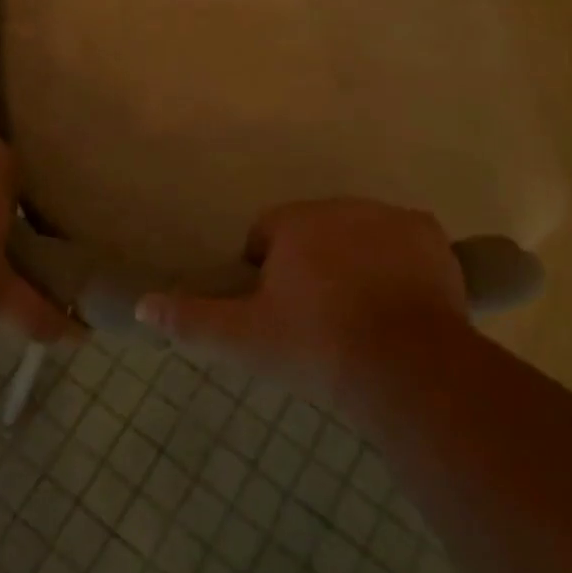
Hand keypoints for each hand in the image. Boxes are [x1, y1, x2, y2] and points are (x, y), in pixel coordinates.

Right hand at [135, 198, 468, 400]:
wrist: (407, 366)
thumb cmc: (318, 346)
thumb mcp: (247, 340)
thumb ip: (193, 319)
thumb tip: (142, 304)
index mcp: (294, 222)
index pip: (266, 234)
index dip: (266, 272)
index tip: (279, 312)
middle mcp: (340, 206)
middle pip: (314, 231)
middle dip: (312, 264)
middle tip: (320, 320)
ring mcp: (388, 217)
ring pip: (358, 234)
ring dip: (354, 262)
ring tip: (361, 316)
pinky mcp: (429, 235)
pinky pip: (403, 242)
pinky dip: (398, 263)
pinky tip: (400, 302)